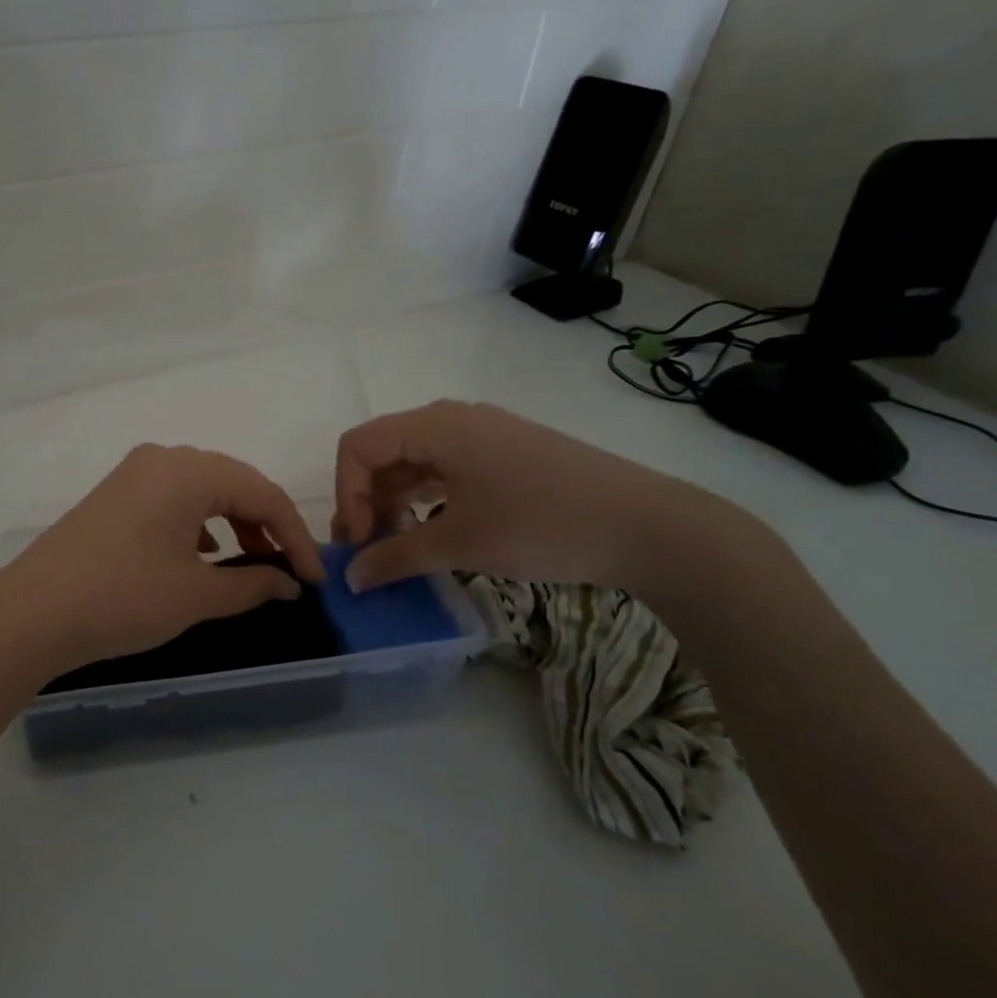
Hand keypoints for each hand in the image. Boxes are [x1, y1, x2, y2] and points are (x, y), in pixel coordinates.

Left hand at [0, 444, 325, 683]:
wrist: (32, 613)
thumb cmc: (123, 598)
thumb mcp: (196, 595)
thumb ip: (252, 583)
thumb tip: (290, 584)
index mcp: (188, 470)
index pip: (263, 494)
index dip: (296, 536)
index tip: (316, 578)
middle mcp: (162, 458)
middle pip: (233, 483)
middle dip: (266, 524)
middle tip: (288, 569)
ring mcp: (133, 474)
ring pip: (202, 489)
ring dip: (232, 521)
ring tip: (250, 561)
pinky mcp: (114, 494)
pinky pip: (171, 498)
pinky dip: (198, 522)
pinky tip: (202, 554)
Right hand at [334, 400, 737, 592]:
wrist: (650, 527)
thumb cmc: (541, 525)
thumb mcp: (459, 544)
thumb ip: (394, 558)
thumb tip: (351, 578)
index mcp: (434, 425)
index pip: (358, 447)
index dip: (346, 495)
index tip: (359, 544)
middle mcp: (452, 419)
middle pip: (383, 452)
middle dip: (366, 501)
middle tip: (369, 552)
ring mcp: (483, 435)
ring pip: (415, 462)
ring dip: (395, 503)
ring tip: (399, 548)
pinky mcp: (506, 454)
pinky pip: (445, 469)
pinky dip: (426, 499)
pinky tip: (434, 532)